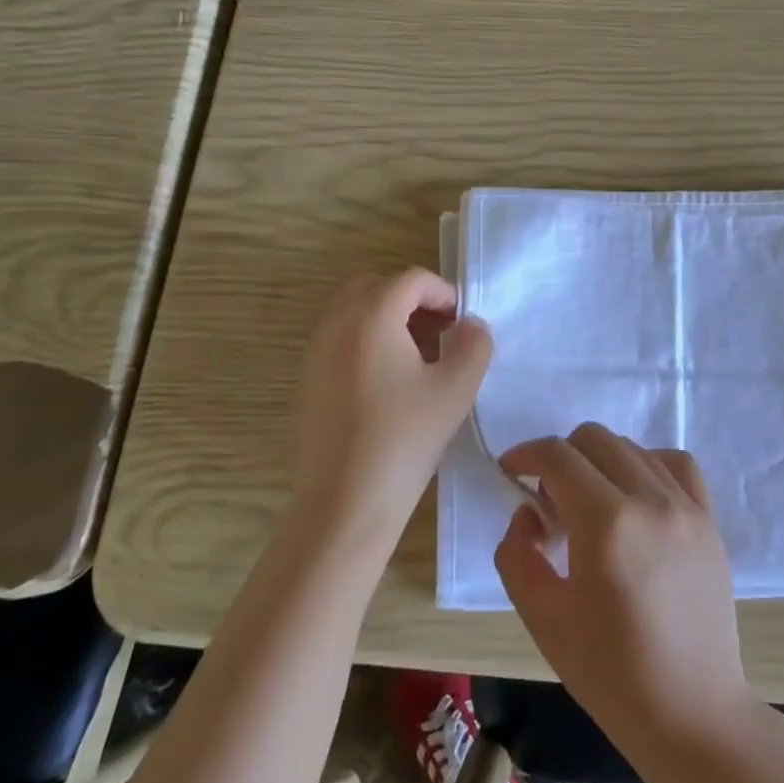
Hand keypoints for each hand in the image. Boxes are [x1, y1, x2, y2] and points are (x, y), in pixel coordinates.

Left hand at [292, 270, 491, 549]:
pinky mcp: (309, 379)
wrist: (344, 502)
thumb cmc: (405, 439)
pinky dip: (369, 341)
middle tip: (441, 334)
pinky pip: (342, 338)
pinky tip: (392, 383)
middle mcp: (336, 323)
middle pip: (377, 287)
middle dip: (413, 302)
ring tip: (421, 360)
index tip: (463, 324)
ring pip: (356, 312)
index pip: (411, 280)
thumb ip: (474, 344)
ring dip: (391, 321)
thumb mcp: (456, 388)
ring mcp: (317, 351)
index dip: (444, 293)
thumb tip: (470, 326)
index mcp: (371, 316)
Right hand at [494, 424, 753, 749]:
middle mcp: (649, 499)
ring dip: (599, 461)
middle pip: (593, 438)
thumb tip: (528, 514)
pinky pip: (675, 464)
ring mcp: (686, 506)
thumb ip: (518, 554)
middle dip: (560, 457)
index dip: (525, 454)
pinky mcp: (709, 520)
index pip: (557, 456)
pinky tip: (636, 495)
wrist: (691, 713)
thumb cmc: (610, 673)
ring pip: (632, 447)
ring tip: (591, 504)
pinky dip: (647, 464)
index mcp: (606, 523)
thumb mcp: (542, 619)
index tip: (510, 472)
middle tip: (549, 501)